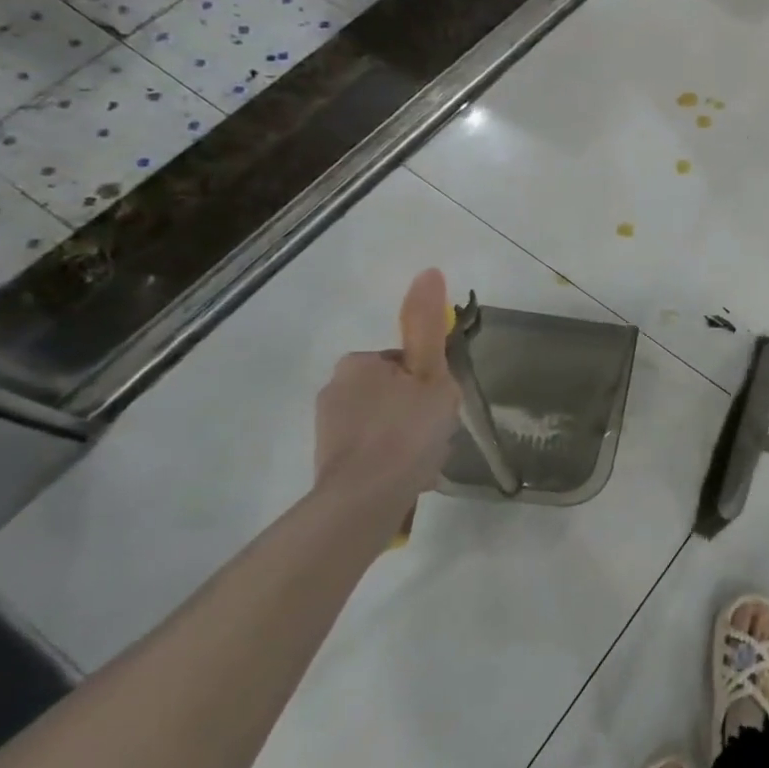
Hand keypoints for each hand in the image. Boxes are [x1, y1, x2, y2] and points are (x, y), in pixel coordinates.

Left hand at [313, 269, 461, 513]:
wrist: (367, 497)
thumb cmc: (408, 430)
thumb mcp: (431, 373)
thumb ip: (428, 326)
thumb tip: (429, 270)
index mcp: (358, 363)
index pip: (407, 363)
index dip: (431, 383)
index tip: (440, 406)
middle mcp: (335, 388)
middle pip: (395, 392)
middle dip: (418, 410)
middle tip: (436, 434)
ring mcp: (328, 427)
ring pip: (385, 422)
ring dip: (407, 436)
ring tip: (424, 459)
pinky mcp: (329, 459)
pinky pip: (373, 448)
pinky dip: (392, 457)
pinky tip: (408, 475)